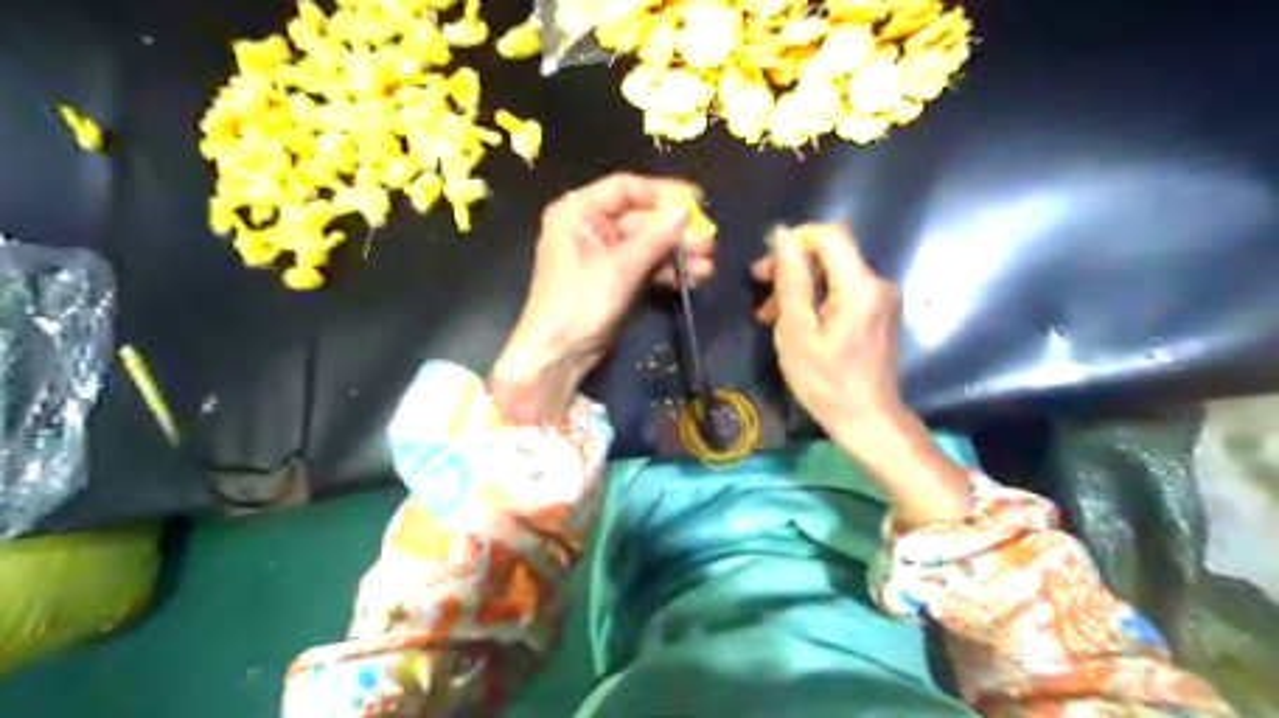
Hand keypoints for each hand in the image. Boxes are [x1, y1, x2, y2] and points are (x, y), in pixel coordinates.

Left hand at [490, 175, 715, 425]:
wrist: (558, 355)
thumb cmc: (579, 303)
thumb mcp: (619, 268)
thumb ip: (655, 236)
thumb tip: (686, 208)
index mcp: (577, 211)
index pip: (626, 189)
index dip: (663, 193)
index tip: (698, 201)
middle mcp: (589, 226)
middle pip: (641, 218)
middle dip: (675, 232)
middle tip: (709, 243)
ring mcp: (602, 254)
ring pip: (647, 244)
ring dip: (677, 254)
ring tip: (707, 267)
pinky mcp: (613, 279)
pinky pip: (644, 266)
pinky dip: (666, 272)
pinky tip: (692, 279)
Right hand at [752, 224, 902, 447]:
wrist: (867, 420)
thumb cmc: (825, 382)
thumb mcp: (797, 332)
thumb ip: (791, 280)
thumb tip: (781, 235)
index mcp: (860, 286)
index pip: (830, 235)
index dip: (795, 240)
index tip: (767, 265)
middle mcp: (878, 283)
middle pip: (831, 253)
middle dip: (793, 266)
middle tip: (760, 289)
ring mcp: (882, 298)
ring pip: (834, 273)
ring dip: (801, 286)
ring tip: (770, 315)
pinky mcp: (880, 312)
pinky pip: (844, 291)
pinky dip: (817, 299)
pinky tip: (797, 322)